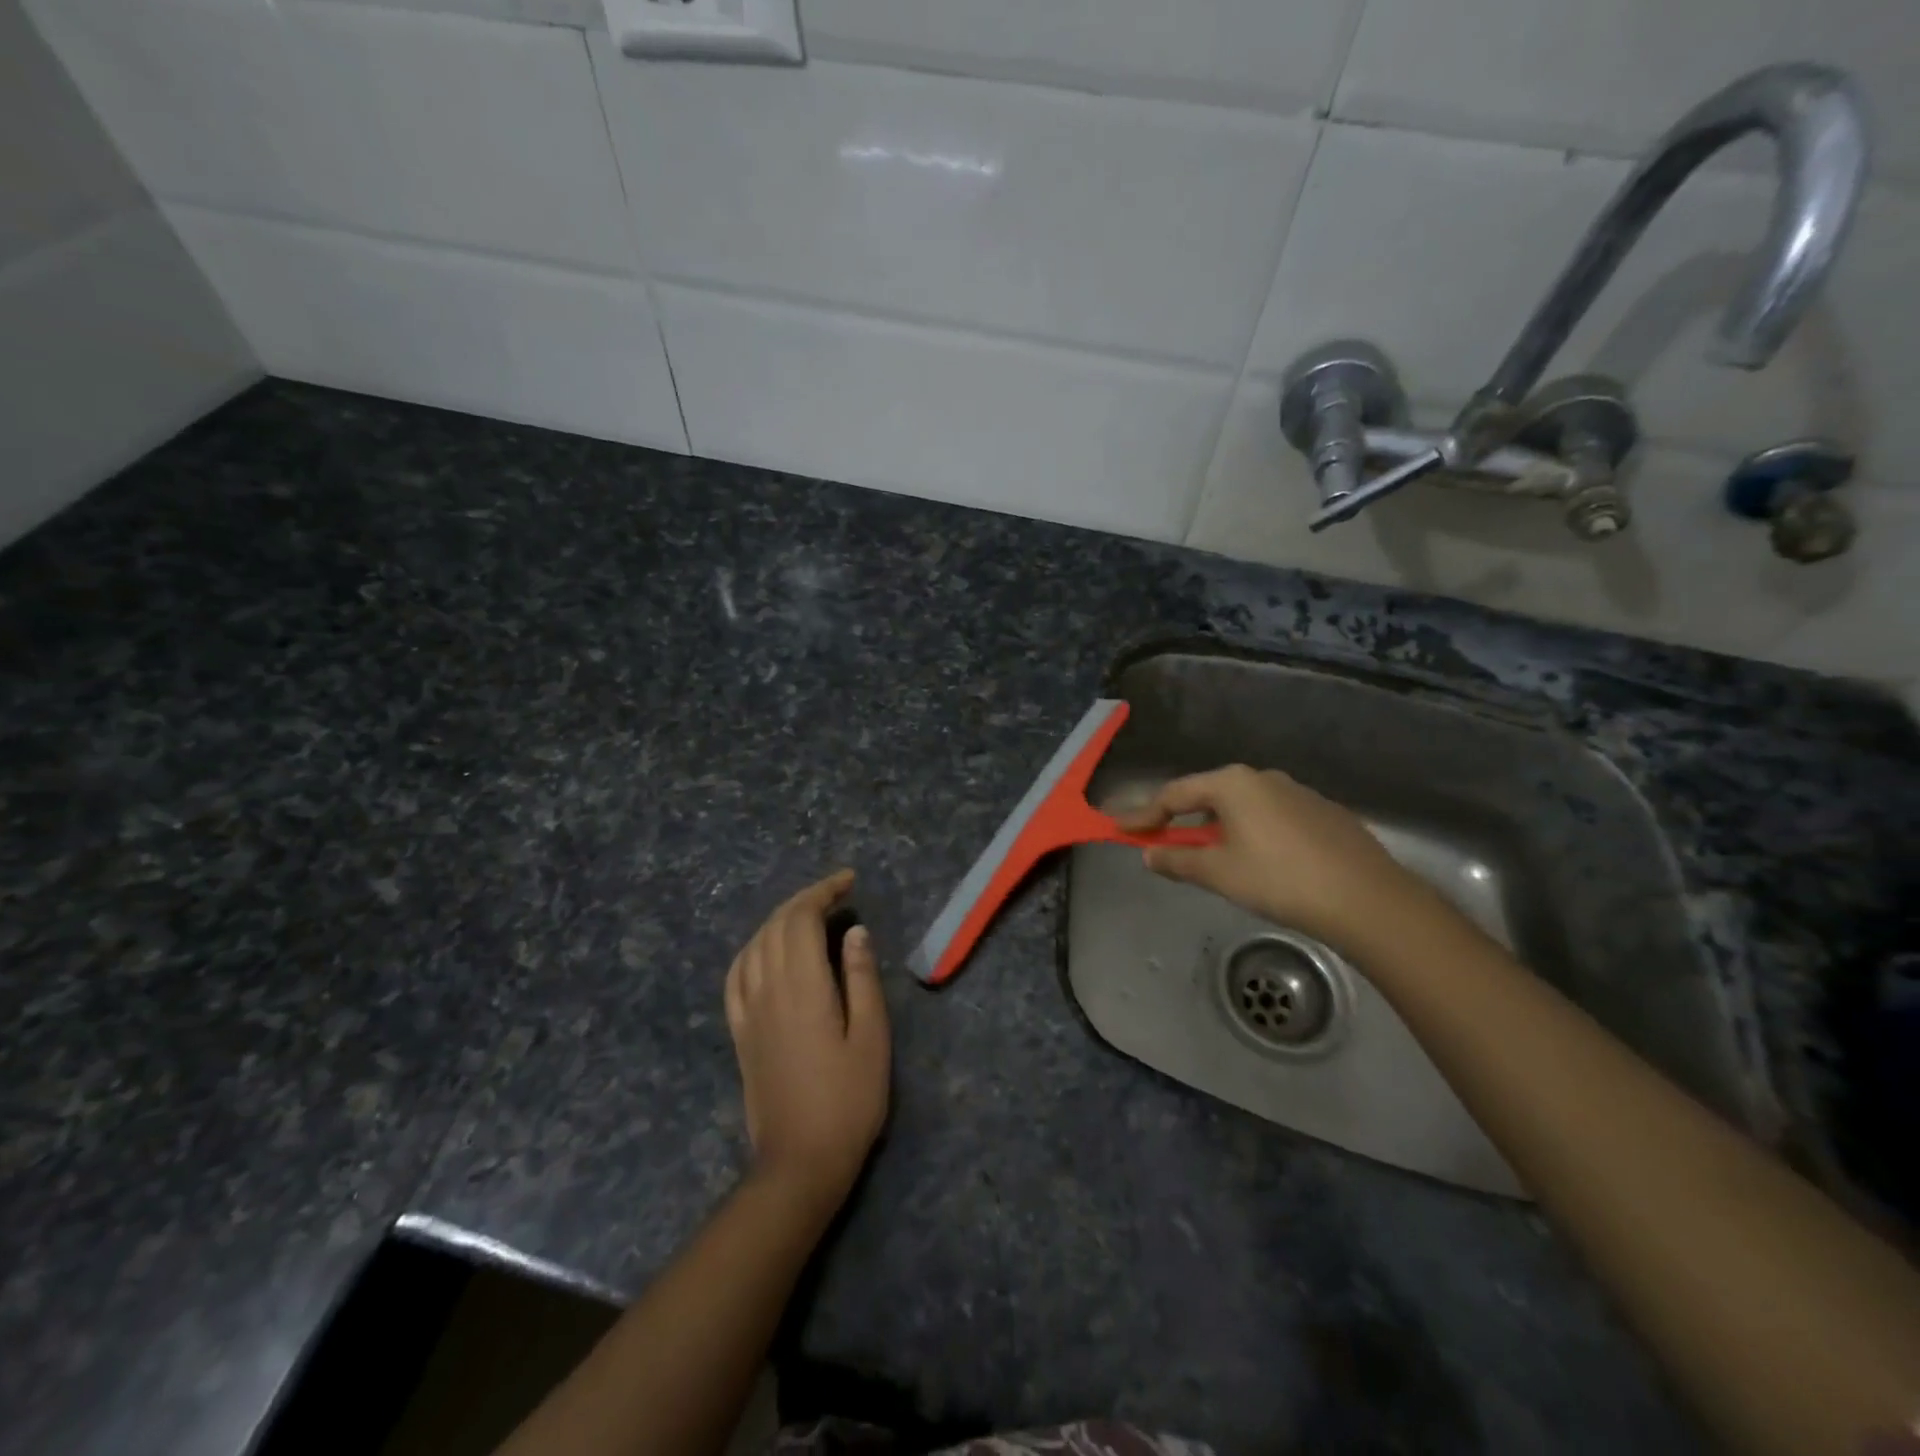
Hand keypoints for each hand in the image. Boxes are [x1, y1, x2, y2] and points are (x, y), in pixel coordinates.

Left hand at [724, 870, 890, 1213]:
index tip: (848, 881)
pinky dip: (752, 949)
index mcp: (802, 987)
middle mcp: (768, 989)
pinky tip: (765, 950)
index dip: (823, 891)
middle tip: (837, 892)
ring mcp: (748, 1011)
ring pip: (754, 944)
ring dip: (779, 919)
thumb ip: (861, 978)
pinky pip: (736, 975)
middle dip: (805, 899)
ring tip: (808, 914)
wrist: (800, 1161)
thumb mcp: (871, 1037)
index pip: (802, 919)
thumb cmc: (848, 1100)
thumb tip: (854, 931)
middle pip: (776, 925)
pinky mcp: (739, 1032)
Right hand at [1116, 765, 1424, 950]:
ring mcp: (1298, 793)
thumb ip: (1178, 860)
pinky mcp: (1324, 814)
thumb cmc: (1279, 879)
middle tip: (1162, 843)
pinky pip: (1273, 818)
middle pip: (1209, 796)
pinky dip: (1252, 834)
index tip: (1120, 830)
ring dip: (1218, 828)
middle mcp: (1263, 778)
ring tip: (1211, 858)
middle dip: (1181, 819)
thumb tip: (1149, 855)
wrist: (1367, 899)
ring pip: (1243, 807)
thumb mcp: (1218, 873)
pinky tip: (1261, 863)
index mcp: (1232, 783)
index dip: (1144, 815)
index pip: (1174, 794)